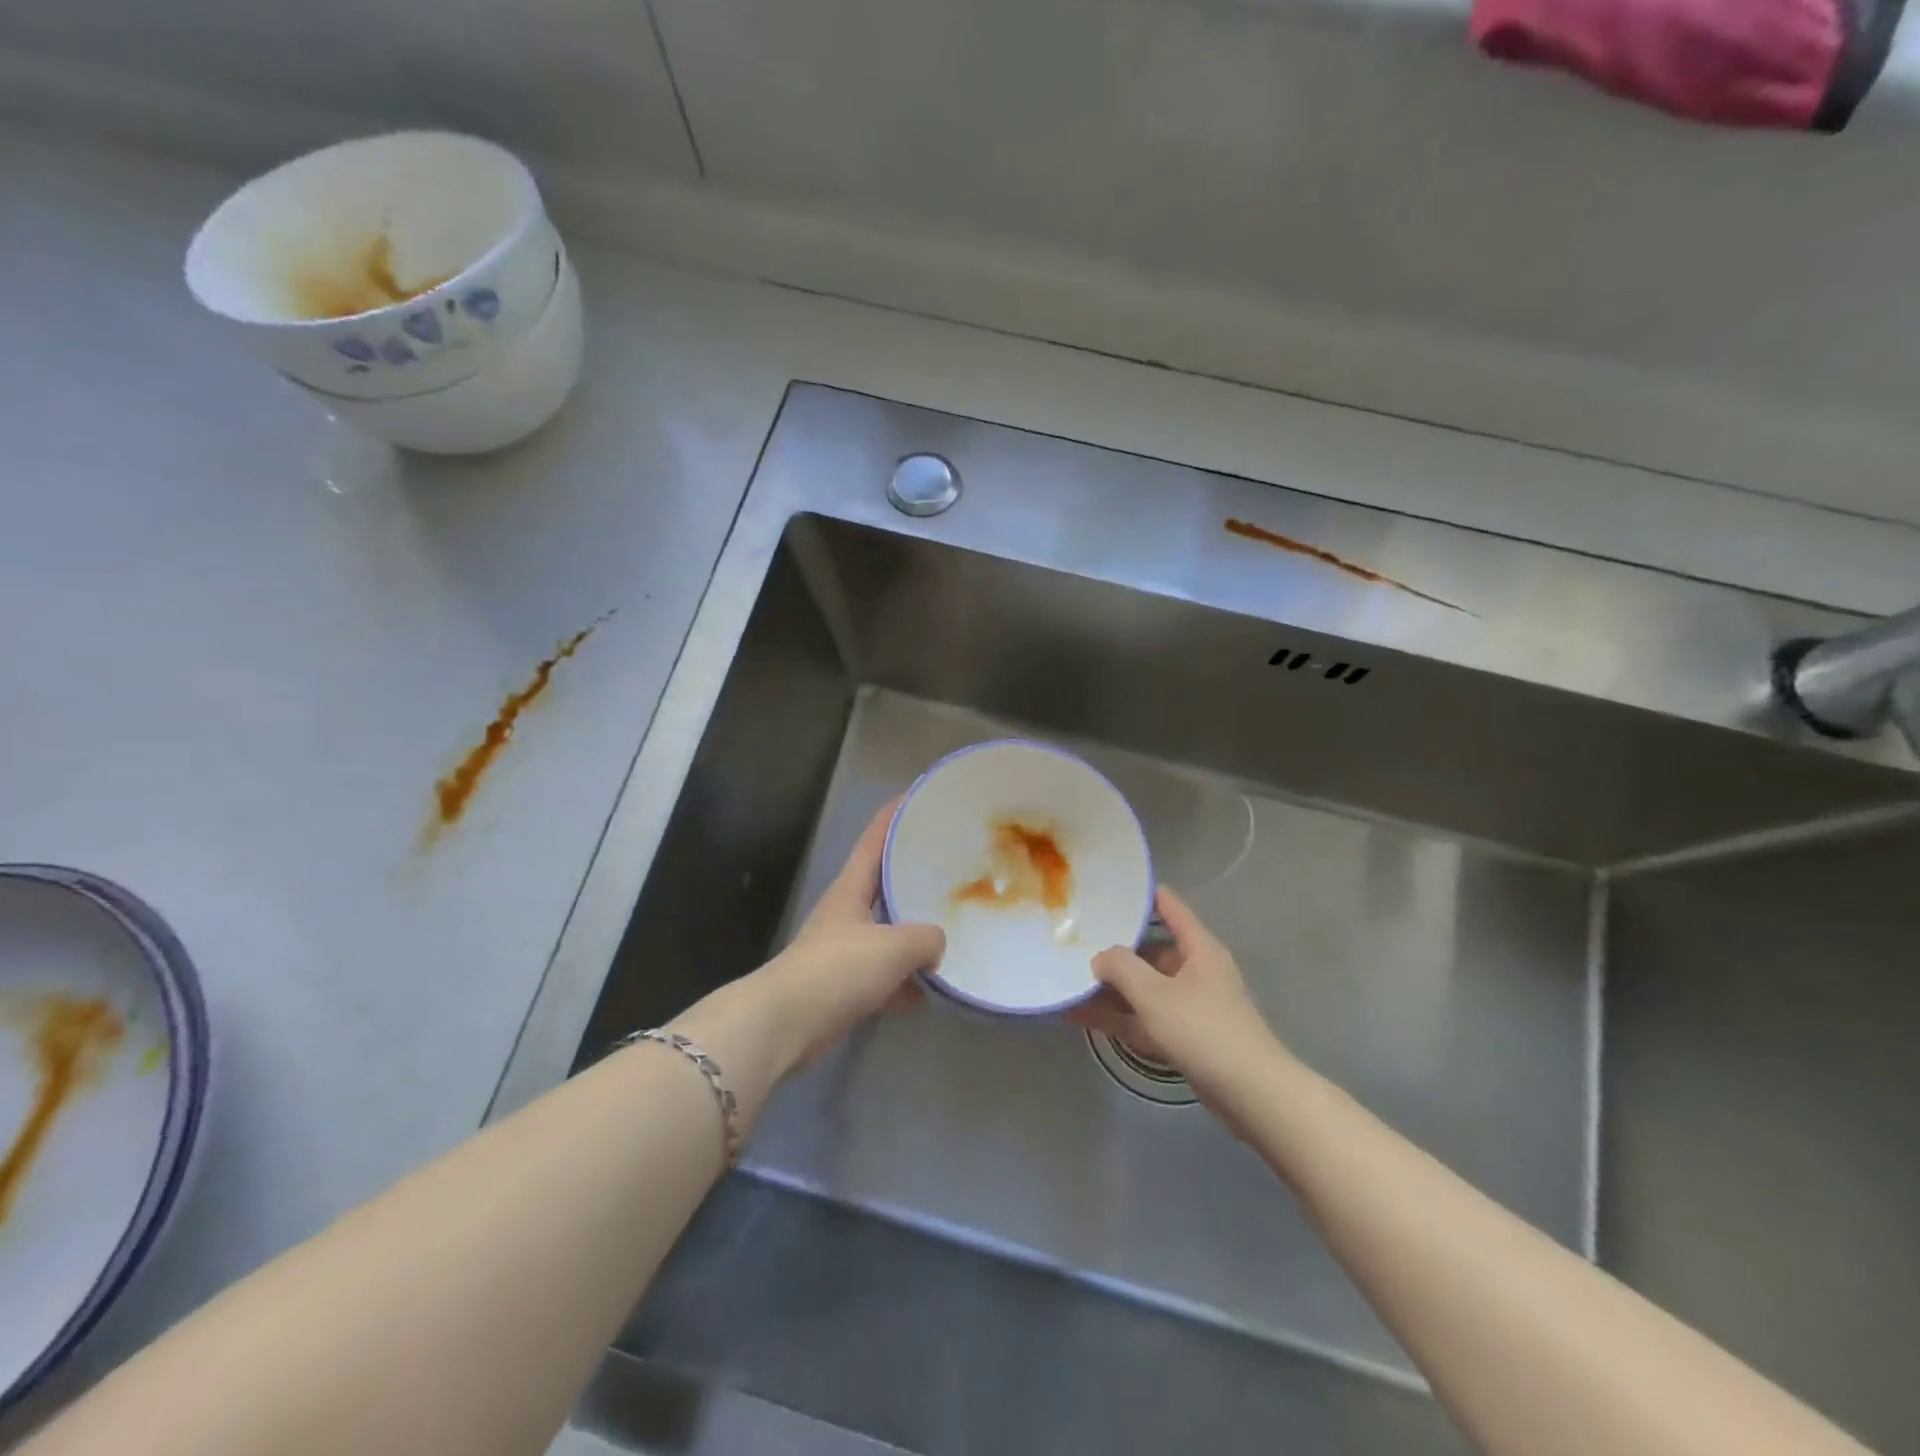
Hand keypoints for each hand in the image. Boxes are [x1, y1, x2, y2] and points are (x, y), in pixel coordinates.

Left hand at [751, 799, 945, 1071]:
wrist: (786, 1025)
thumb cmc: (837, 969)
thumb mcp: (893, 946)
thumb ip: (926, 938)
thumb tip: (938, 944)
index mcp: (852, 887)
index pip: (876, 836)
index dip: (897, 812)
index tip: (922, 795)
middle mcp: (848, 911)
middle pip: (885, 881)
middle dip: (915, 872)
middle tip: (953, 863)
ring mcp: (845, 948)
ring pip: (889, 930)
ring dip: (915, 933)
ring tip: (953, 926)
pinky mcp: (845, 985)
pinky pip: (886, 976)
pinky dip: (906, 981)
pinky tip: (932, 990)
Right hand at [1070, 886, 1280, 1113]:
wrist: (1252, 1095)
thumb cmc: (1205, 1030)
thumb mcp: (1155, 994)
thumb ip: (1121, 967)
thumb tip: (1099, 956)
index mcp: (1198, 948)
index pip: (1168, 906)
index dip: (1140, 893)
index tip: (1106, 886)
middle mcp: (1195, 970)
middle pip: (1149, 950)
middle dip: (1114, 948)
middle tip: (1074, 939)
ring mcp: (1189, 1005)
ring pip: (1143, 987)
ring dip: (1110, 987)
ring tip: (1068, 978)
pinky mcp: (1183, 1036)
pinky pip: (1143, 1017)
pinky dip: (1117, 1016)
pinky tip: (1080, 1016)